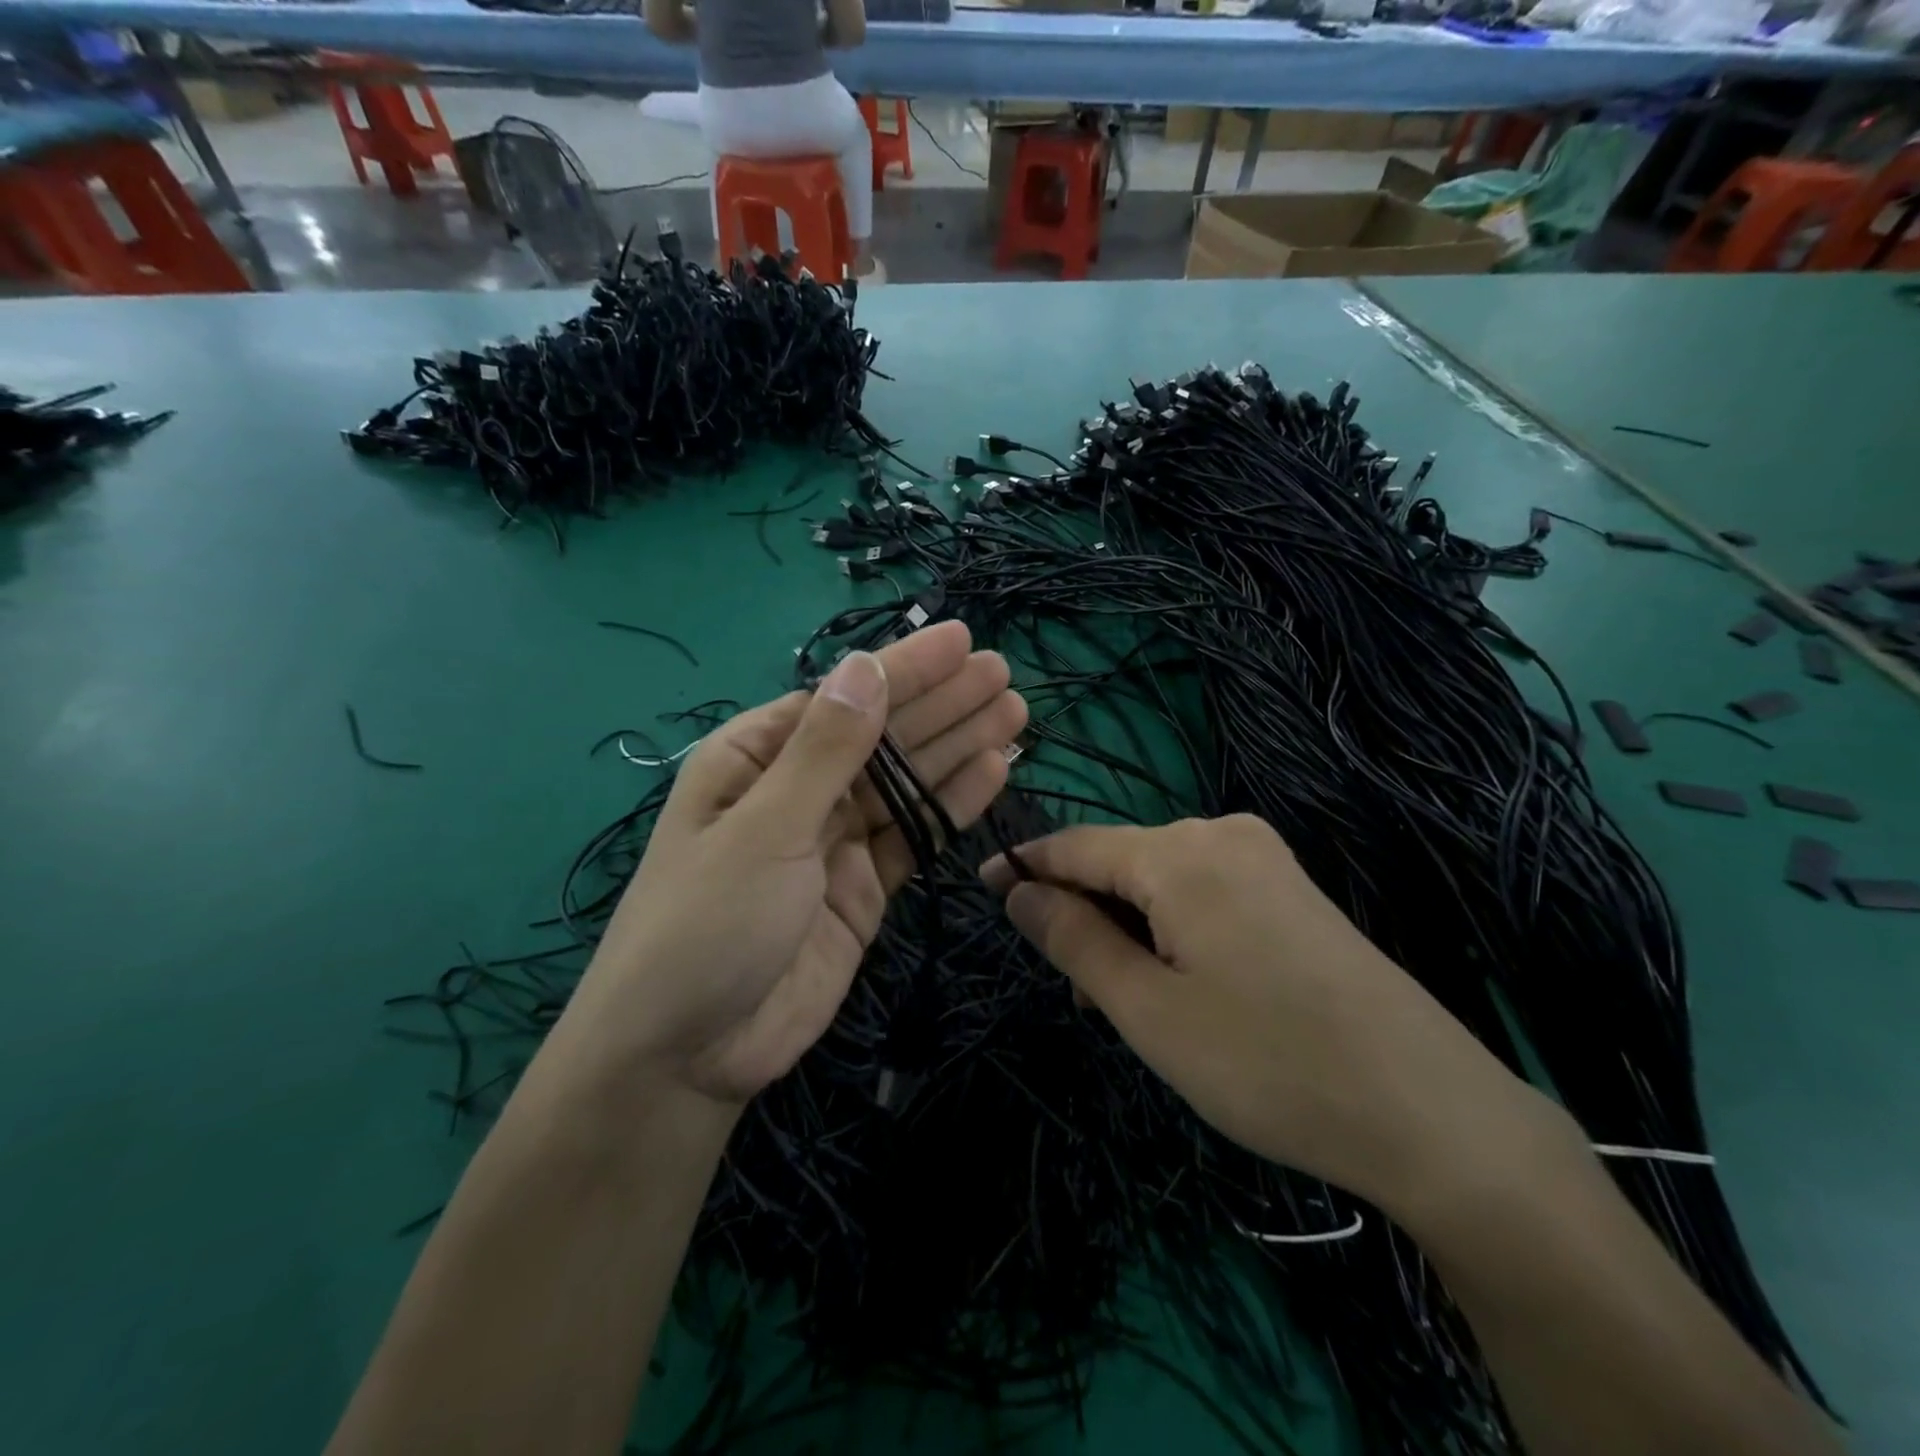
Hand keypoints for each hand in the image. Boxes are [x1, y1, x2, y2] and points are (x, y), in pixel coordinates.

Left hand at [551, 621, 1025, 1113]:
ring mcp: (834, 842)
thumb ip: (824, 751)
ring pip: (906, 783)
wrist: (687, 1056)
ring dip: (958, 748)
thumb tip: (864, 667)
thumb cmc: (706, 925)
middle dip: (942, 704)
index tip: (962, 641)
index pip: (843, 699)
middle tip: (1003, 675)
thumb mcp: (764, 828)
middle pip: (882, 737)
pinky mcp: (863, 889)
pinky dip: (951, 806)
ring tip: (1012, 713)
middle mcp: (798, 790)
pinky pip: (914, 836)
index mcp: (756, 759)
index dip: (905, 669)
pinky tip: (993, 772)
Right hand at [982, 816, 1560, 1220]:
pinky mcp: (1290, 888)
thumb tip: (1017, 890)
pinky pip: (1203, 891)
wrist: (1432, 1112)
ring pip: (1160, 879)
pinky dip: (1171, 928)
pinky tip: (1182, 983)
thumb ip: (1073, 939)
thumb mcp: (1148, 1010)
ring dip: (1128, 927)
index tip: (983, 887)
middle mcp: (1221, 833)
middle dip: (1085, 914)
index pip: (1075, 845)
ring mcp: (1264, 857)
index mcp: (1179, 852)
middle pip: (1120, 861)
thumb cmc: (1268, 1062)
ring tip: (1132, 1006)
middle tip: (1080, 997)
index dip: (1024, 866)